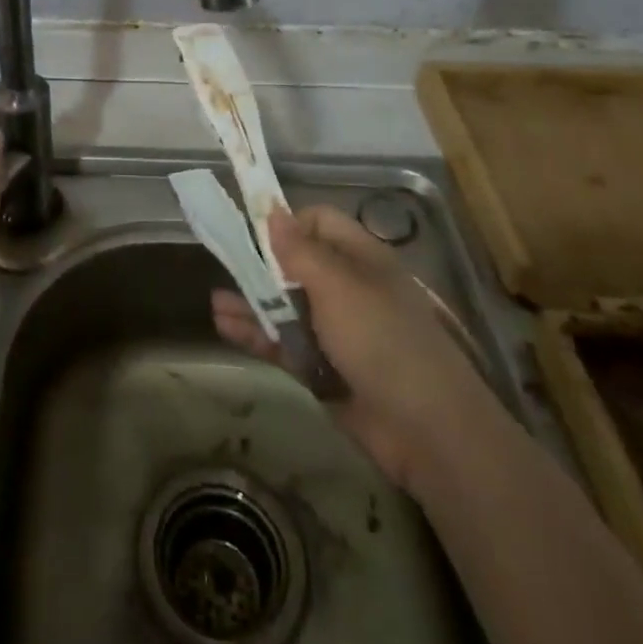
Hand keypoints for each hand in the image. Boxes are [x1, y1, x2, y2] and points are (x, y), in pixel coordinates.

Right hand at [211, 206, 491, 491]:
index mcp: (360, 258)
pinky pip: (286, 343)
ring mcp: (337, 331)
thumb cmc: (382, 339)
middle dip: (260, 266)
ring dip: (252, 303)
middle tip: (225, 266)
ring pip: (286, 307)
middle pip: (297, 266)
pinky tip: (225, 328)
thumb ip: (299, 250)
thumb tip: (273, 213)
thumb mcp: (338, 286)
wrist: (427, 430)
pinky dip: (258, 334)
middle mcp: (348, 288)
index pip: (318, 223)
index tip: (254, 235)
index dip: (287, 225)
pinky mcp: (326, 368)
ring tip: (215, 303)